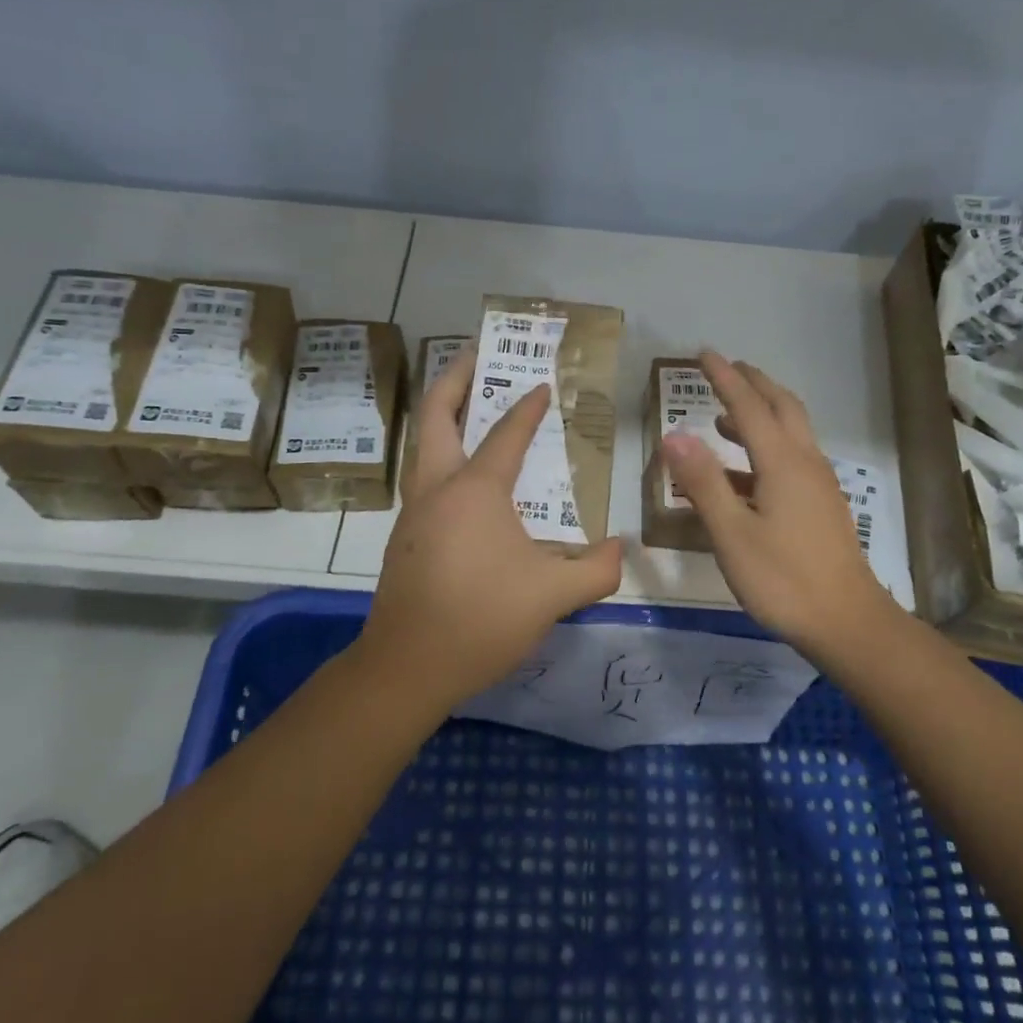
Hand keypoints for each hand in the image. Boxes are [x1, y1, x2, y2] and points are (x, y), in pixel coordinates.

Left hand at [356, 350, 623, 709]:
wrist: (406, 667)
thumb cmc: (480, 620)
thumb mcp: (553, 596)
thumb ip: (597, 569)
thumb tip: (618, 548)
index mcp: (474, 491)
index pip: (506, 434)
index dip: (527, 407)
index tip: (542, 383)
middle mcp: (438, 489)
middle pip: (437, 415)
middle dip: (455, 378)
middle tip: (477, 355)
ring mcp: (414, 512)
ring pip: (423, 445)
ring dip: (444, 415)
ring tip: (470, 406)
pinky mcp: (404, 537)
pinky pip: (424, 477)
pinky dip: (442, 455)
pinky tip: (464, 480)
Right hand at [661, 351, 902, 661]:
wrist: (847, 622)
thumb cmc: (783, 579)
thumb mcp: (731, 533)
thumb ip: (704, 482)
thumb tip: (675, 435)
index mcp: (782, 463)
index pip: (749, 407)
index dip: (725, 378)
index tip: (704, 353)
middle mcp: (805, 462)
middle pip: (781, 407)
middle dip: (753, 383)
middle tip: (726, 368)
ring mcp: (818, 483)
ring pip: (792, 430)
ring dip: (762, 413)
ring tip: (726, 417)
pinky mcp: (821, 504)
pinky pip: (793, 456)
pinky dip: (766, 445)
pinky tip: (743, 472)